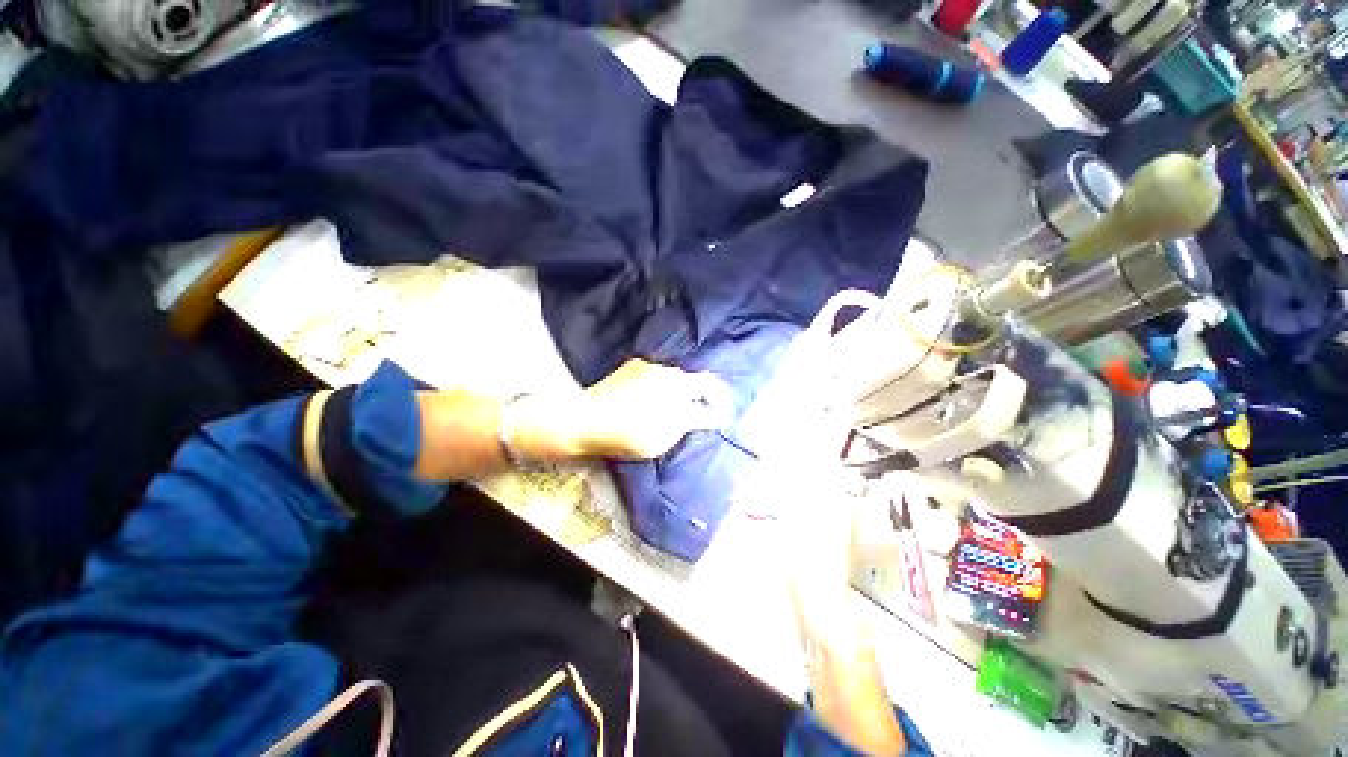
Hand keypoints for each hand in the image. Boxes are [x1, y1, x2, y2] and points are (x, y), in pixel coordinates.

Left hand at [575, 358, 732, 459]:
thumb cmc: (623, 436)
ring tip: (681, 399)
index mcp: (679, 398)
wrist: (586, 417)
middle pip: (700, 381)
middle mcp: (671, 377)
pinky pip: (659, 372)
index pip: (709, 404)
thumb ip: (683, 427)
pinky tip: (655, 392)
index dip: (720, 411)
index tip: (725, 416)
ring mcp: (653, 367)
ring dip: (685, 387)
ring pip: (679, 375)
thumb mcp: (658, 442)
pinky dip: (664, 382)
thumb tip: (700, 418)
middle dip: (711, 392)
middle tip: (714, 402)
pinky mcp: (636, 363)